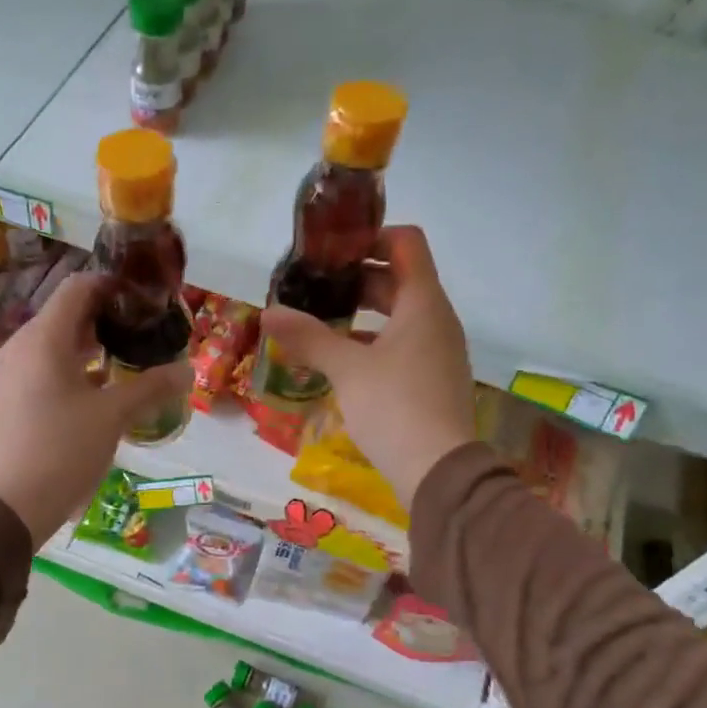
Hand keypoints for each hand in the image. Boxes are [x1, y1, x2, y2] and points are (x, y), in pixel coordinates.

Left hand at [0, 274, 191, 541]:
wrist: (0, 508)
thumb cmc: (60, 451)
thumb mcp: (112, 418)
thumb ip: (150, 388)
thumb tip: (188, 370)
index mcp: (44, 338)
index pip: (79, 288)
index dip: (113, 285)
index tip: (145, 300)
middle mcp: (19, 348)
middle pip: (66, 317)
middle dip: (106, 322)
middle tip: (143, 337)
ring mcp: (6, 377)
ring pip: (52, 349)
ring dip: (89, 352)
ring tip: (125, 368)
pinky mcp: (2, 404)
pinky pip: (40, 374)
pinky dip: (69, 375)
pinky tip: (93, 402)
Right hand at [260, 226, 475, 506]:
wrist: (439, 471)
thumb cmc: (394, 407)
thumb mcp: (347, 369)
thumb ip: (308, 336)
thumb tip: (267, 313)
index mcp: (423, 302)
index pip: (407, 242)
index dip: (372, 236)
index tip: (333, 249)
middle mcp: (438, 319)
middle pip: (400, 278)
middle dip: (358, 277)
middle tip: (316, 286)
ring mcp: (439, 351)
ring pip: (400, 315)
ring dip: (364, 312)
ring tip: (322, 321)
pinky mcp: (434, 379)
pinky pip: (403, 344)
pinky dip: (374, 341)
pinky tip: (343, 360)